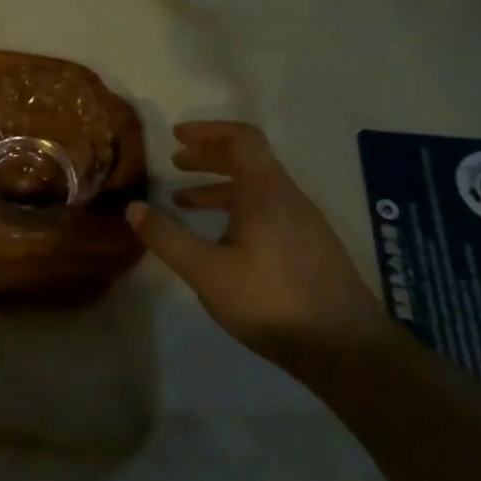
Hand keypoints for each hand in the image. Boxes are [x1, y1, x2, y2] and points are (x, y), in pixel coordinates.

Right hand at [126, 121, 390, 369]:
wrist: (347, 349)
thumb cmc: (271, 301)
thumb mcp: (206, 271)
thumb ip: (167, 237)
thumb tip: (133, 207)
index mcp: (266, 193)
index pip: (241, 139)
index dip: (207, 131)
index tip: (176, 136)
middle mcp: (289, 199)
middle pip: (249, 160)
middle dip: (209, 157)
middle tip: (176, 163)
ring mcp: (305, 224)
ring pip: (259, 188)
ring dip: (220, 187)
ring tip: (185, 203)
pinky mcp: (311, 248)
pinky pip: (269, 210)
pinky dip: (238, 209)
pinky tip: (221, 239)